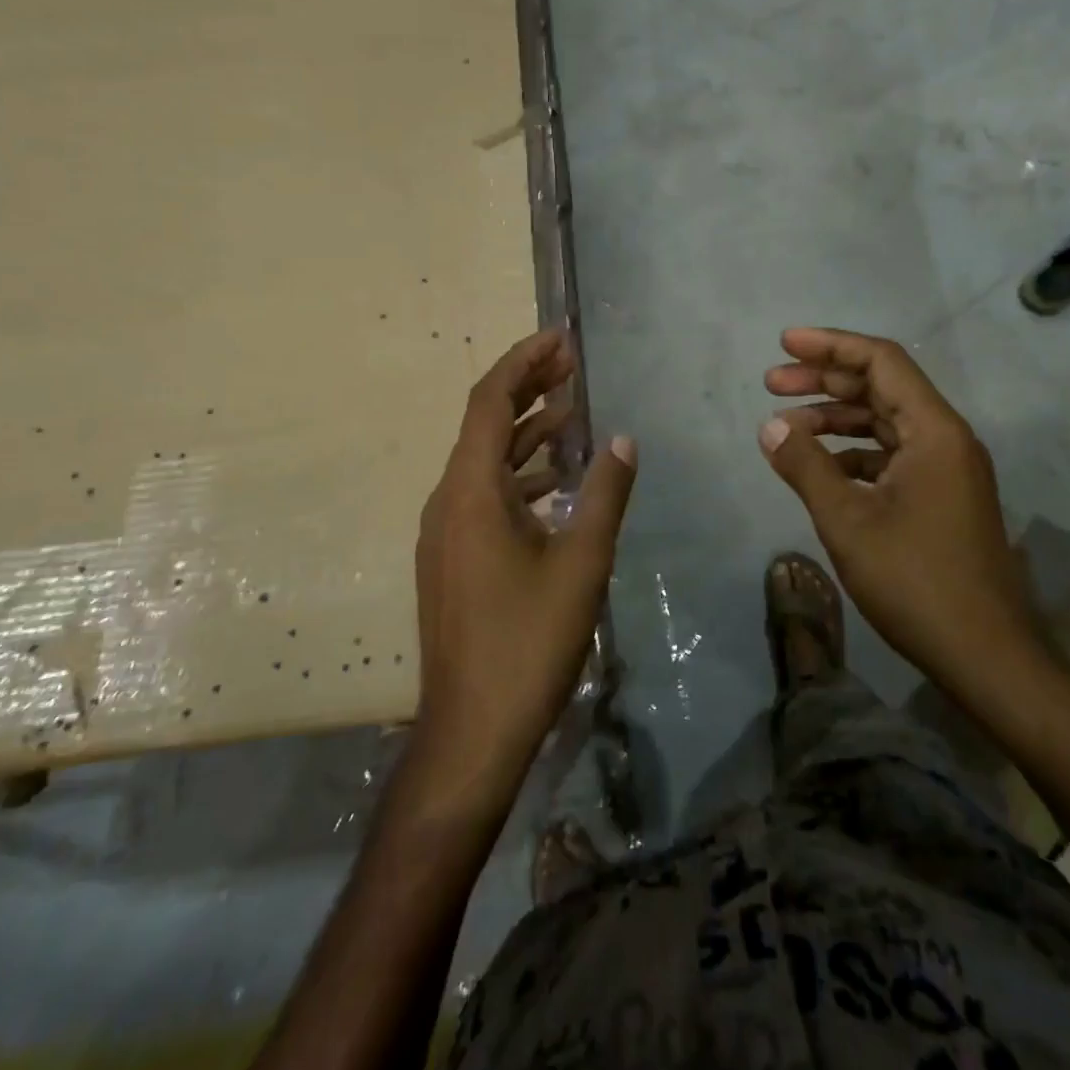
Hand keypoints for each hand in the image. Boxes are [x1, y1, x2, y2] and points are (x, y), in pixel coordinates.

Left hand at [411, 329, 635, 809]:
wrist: (471, 730)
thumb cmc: (527, 642)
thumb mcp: (580, 564)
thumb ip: (603, 494)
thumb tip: (624, 440)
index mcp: (470, 491)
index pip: (490, 402)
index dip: (524, 362)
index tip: (560, 339)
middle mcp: (447, 500)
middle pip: (484, 423)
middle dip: (527, 388)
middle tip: (571, 363)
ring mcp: (445, 531)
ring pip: (485, 461)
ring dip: (525, 431)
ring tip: (571, 410)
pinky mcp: (452, 558)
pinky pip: (484, 494)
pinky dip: (519, 473)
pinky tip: (555, 478)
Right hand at [757, 326, 1046, 707]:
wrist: (986, 655)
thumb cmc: (916, 581)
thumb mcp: (848, 521)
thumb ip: (805, 466)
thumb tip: (770, 427)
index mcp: (934, 431)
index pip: (882, 361)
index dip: (831, 346)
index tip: (785, 344)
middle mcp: (946, 439)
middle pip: (882, 387)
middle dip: (825, 380)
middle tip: (772, 383)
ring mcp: (946, 470)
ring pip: (885, 422)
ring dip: (836, 417)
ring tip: (786, 425)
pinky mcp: (941, 497)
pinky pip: (891, 455)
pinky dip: (852, 452)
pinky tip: (820, 466)